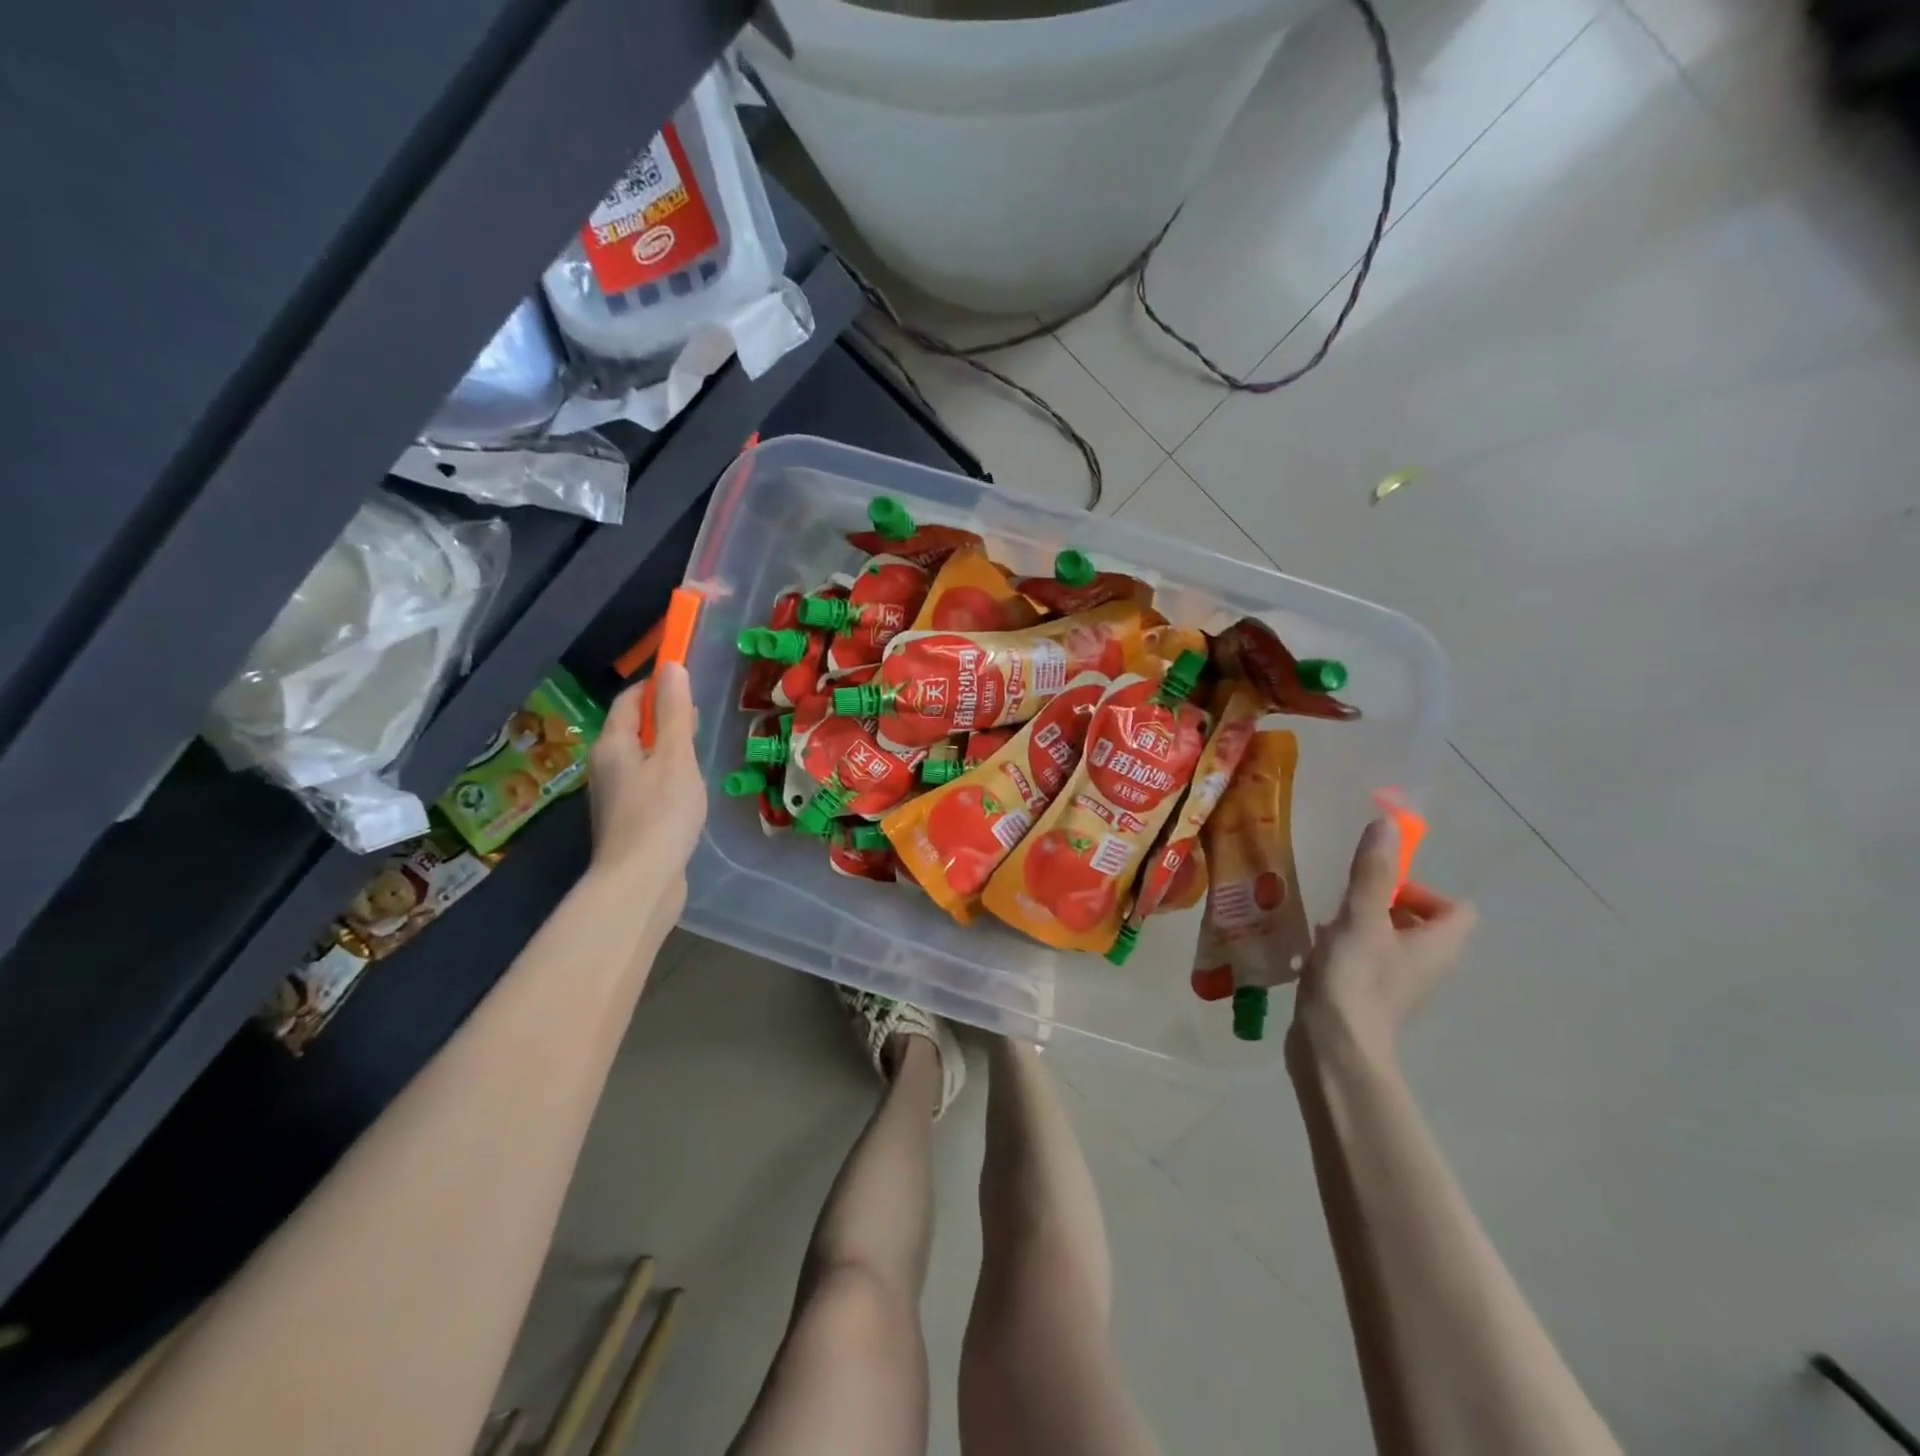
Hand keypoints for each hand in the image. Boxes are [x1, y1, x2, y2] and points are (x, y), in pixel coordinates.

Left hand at [586, 663, 706, 907]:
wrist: (640, 881)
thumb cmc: (660, 813)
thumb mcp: (675, 756)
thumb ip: (675, 713)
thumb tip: (672, 666)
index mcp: (612, 744)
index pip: (629, 700)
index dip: (655, 685)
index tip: (686, 682)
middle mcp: (605, 766)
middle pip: (632, 728)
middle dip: (662, 717)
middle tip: (698, 719)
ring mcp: (614, 796)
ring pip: (640, 758)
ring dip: (665, 749)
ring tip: (698, 753)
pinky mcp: (627, 820)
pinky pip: (646, 783)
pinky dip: (665, 776)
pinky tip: (688, 790)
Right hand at [1289, 817, 1476, 1069]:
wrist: (1333, 1048)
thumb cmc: (1356, 979)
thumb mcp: (1361, 917)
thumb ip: (1373, 872)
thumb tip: (1387, 823)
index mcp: (1438, 945)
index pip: (1456, 908)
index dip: (1423, 890)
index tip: (1382, 887)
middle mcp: (1426, 964)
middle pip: (1419, 921)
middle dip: (1383, 902)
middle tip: (1348, 901)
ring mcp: (1396, 983)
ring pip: (1387, 939)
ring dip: (1360, 924)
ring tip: (1324, 920)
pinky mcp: (1367, 996)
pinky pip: (1363, 959)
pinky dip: (1344, 948)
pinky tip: (1313, 948)